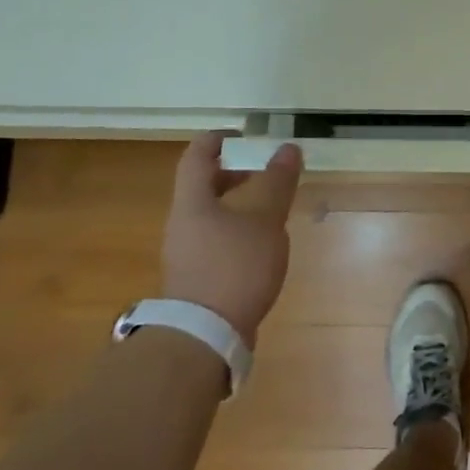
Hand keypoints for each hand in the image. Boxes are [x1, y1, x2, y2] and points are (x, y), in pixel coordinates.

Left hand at [160, 134, 303, 345]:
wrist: (204, 336)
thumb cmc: (235, 267)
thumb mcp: (265, 221)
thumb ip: (277, 183)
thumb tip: (288, 148)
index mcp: (192, 202)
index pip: (197, 156)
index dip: (217, 139)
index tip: (241, 134)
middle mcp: (182, 224)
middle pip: (201, 187)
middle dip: (232, 173)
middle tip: (262, 170)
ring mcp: (185, 254)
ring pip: (208, 215)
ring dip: (236, 204)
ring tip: (268, 209)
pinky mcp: (194, 279)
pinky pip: (213, 241)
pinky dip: (235, 231)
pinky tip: (260, 246)